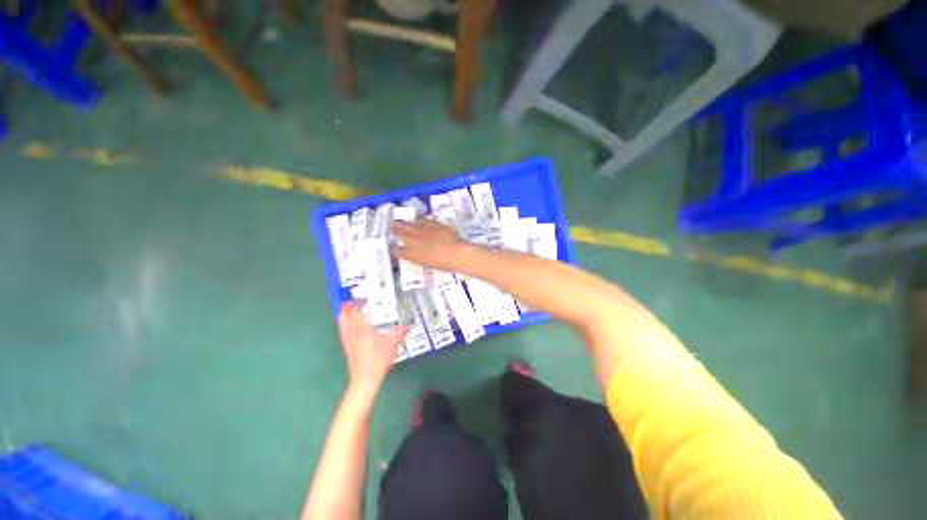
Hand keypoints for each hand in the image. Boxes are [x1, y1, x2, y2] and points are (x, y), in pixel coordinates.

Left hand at [337, 302, 407, 392]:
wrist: (365, 379)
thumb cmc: (379, 359)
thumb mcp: (393, 343)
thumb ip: (401, 332)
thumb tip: (408, 325)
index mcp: (362, 329)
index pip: (354, 312)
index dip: (354, 303)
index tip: (359, 297)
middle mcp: (352, 333)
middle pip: (343, 316)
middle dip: (346, 307)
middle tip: (352, 301)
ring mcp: (348, 341)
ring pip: (341, 324)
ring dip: (344, 315)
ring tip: (349, 310)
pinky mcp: (347, 348)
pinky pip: (343, 332)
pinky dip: (344, 325)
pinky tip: (350, 326)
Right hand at [393, 219, 473, 271]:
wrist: (455, 253)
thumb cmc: (443, 264)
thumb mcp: (427, 263)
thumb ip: (419, 257)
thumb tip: (415, 254)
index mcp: (411, 254)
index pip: (398, 250)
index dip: (396, 249)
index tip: (395, 248)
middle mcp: (413, 240)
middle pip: (399, 232)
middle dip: (395, 230)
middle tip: (392, 227)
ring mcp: (421, 230)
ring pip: (407, 224)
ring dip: (403, 223)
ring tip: (398, 221)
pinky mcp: (431, 224)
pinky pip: (421, 220)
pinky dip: (418, 220)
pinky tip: (417, 219)